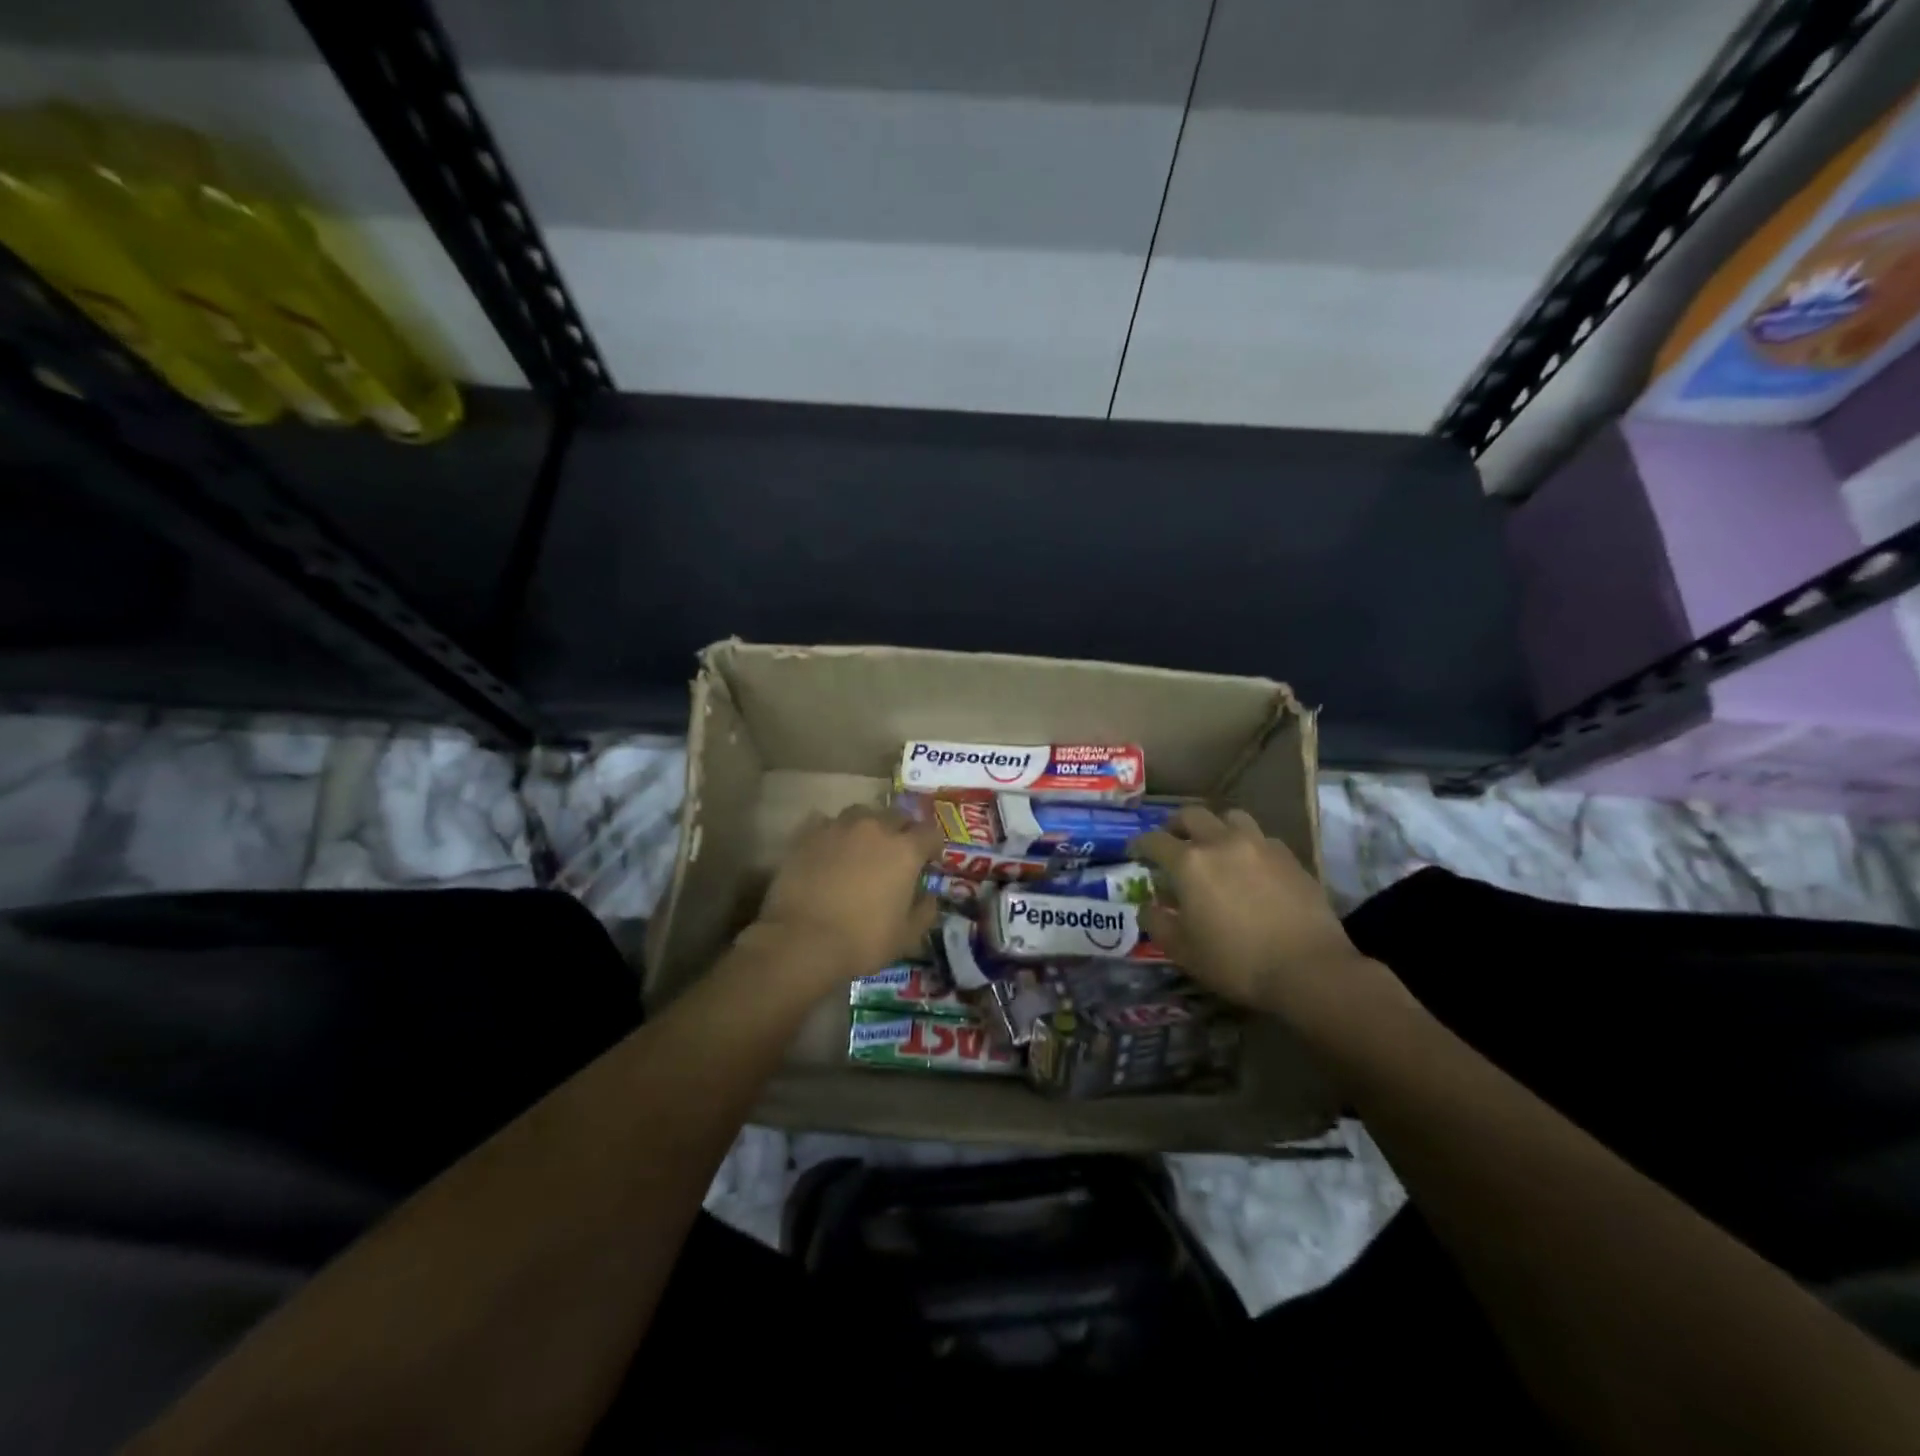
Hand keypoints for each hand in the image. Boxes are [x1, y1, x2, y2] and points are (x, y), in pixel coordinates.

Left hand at [749, 805, 942, 987]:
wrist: (801, 941)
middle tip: (896, 854)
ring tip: (862, 847)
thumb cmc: (862, 941)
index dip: (933, 846)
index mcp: (905, 850)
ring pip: (861, 814)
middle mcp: (875, 827)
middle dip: (902, 831)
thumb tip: (929, 897)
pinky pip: (827, 823)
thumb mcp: (907, 936)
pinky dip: (834, 833)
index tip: (929, 861)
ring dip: (868, 827)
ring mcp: (839, 826)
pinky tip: (829, 851)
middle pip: (897, 816)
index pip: (930, 833)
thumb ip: (925, 911)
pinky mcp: (808, 834)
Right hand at [1129, 806, 1400, 1025]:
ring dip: (1215, 827)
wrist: (1308, 969)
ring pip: (1230, 817)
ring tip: (1214, 845)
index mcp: (1189, 862)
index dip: (1139, 844)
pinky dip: (1247, 844)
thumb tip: (1147, 906)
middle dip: (1175, 826)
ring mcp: (1259, 845)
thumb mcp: (1182, 951)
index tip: (1134, 852)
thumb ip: (1157, 923)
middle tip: (1172, 841)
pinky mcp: (1289, 856)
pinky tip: (1250, 865)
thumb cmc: (1236, 962)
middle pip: (1192, 815)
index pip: (1154, 840)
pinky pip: (1261, 838)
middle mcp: (1221, 842)